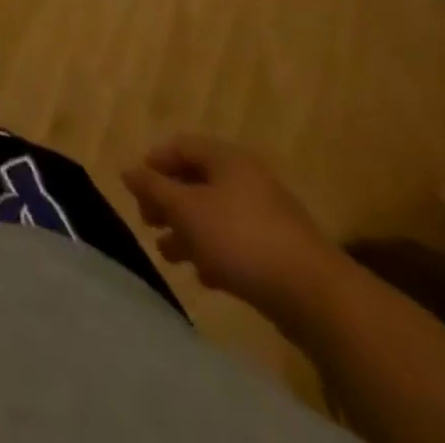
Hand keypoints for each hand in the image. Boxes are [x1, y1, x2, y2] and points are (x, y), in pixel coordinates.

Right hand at [123, 135, 340, 321]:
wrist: (317, 298)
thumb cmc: (240, 238)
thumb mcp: (184, 209)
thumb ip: (152, 187)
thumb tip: (127, 170)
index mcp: (227, 159)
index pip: (181, 146)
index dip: (154, 162)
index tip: (136, 188)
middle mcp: (248, 180)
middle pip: (197, 182)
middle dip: (168, 202)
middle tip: (149, 222)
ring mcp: (268, 217)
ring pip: (215, 215)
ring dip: (188, 232)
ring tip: (169, 255)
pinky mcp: (281, 253)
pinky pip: (237, 242)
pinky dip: (215, 252)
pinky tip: (205, 276)